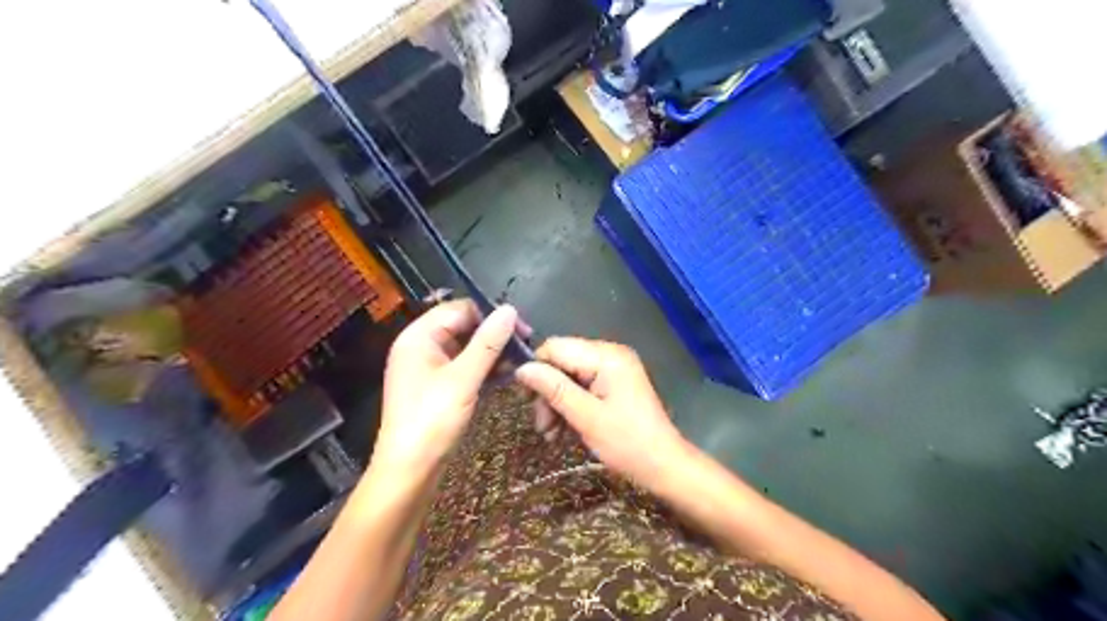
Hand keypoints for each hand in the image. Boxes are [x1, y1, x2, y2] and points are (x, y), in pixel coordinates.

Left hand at [374, 300, 524, 474]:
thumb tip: (510, 309)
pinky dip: (485, 369)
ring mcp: (430, 368)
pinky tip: (507, 375)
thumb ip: (487, 342)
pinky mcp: (439, 387)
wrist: (409, 471)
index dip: (491, 315)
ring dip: (493, 352)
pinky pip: (465, 367)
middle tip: (526, 346)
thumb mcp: (464, 378)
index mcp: (419, 336)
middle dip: (494, 334)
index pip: (460, 309)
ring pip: (467, 348)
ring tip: (521, 362)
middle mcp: (422, 346)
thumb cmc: (432, 420)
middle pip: (463, 327)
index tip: (523, 328)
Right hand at [516, 337, 688, 486]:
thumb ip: (554, 389)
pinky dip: (570, 407)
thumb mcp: (586, 416)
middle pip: (562, 362)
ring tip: (551, 434)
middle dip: (547, 393)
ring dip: (556, 404)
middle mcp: (610, 354)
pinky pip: (582, 387)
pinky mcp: (614, 384)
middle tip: (542, 426)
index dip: (536, 370)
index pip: (556, 347)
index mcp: (607, 356)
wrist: (664, 466)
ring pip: (569, 377)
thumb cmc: (627, 443)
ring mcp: (613, 369)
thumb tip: (521, 369)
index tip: (524, 399)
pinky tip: (563, 431)